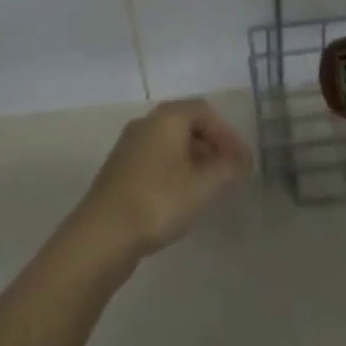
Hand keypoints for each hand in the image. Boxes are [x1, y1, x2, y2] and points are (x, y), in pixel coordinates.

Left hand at [70, 99, 252, 264]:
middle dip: (211, 146)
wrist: (102, 234)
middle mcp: (147, 122)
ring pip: (170, 143)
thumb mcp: (203, 186)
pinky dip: (175, 170)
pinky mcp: (120, 168)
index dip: (227, 133)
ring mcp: (129, 145)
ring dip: (194, 159)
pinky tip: (180, 197)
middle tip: (228, 173)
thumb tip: (242, 160)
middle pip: (187, 124)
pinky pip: (156, 159)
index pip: (205, 111)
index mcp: (167, 117)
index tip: (242, 161)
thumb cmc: (158, 201)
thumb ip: (227, 169)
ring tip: (208, 188)